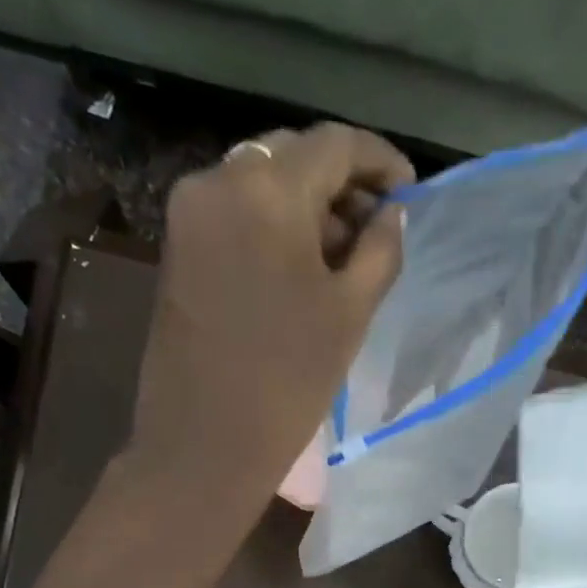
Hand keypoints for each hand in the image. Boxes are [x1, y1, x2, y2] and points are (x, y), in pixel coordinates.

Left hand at [131, 123, 414, 500]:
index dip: (380, 161)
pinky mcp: (177, 246)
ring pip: (261, 182)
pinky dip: (271, 225)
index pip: (335, 144)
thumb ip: (380, 251)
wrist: (205, 443)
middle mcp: (220, 179)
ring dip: (306, 206)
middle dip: (340, 184)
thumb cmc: (288, 383)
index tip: (409, 191)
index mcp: (268, 189)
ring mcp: (190, 211)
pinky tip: (298, 267)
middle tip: (377, 228)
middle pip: (293, 156)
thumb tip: (392, 213)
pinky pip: (234, 212)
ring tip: (342, 256)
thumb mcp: (350, 315)